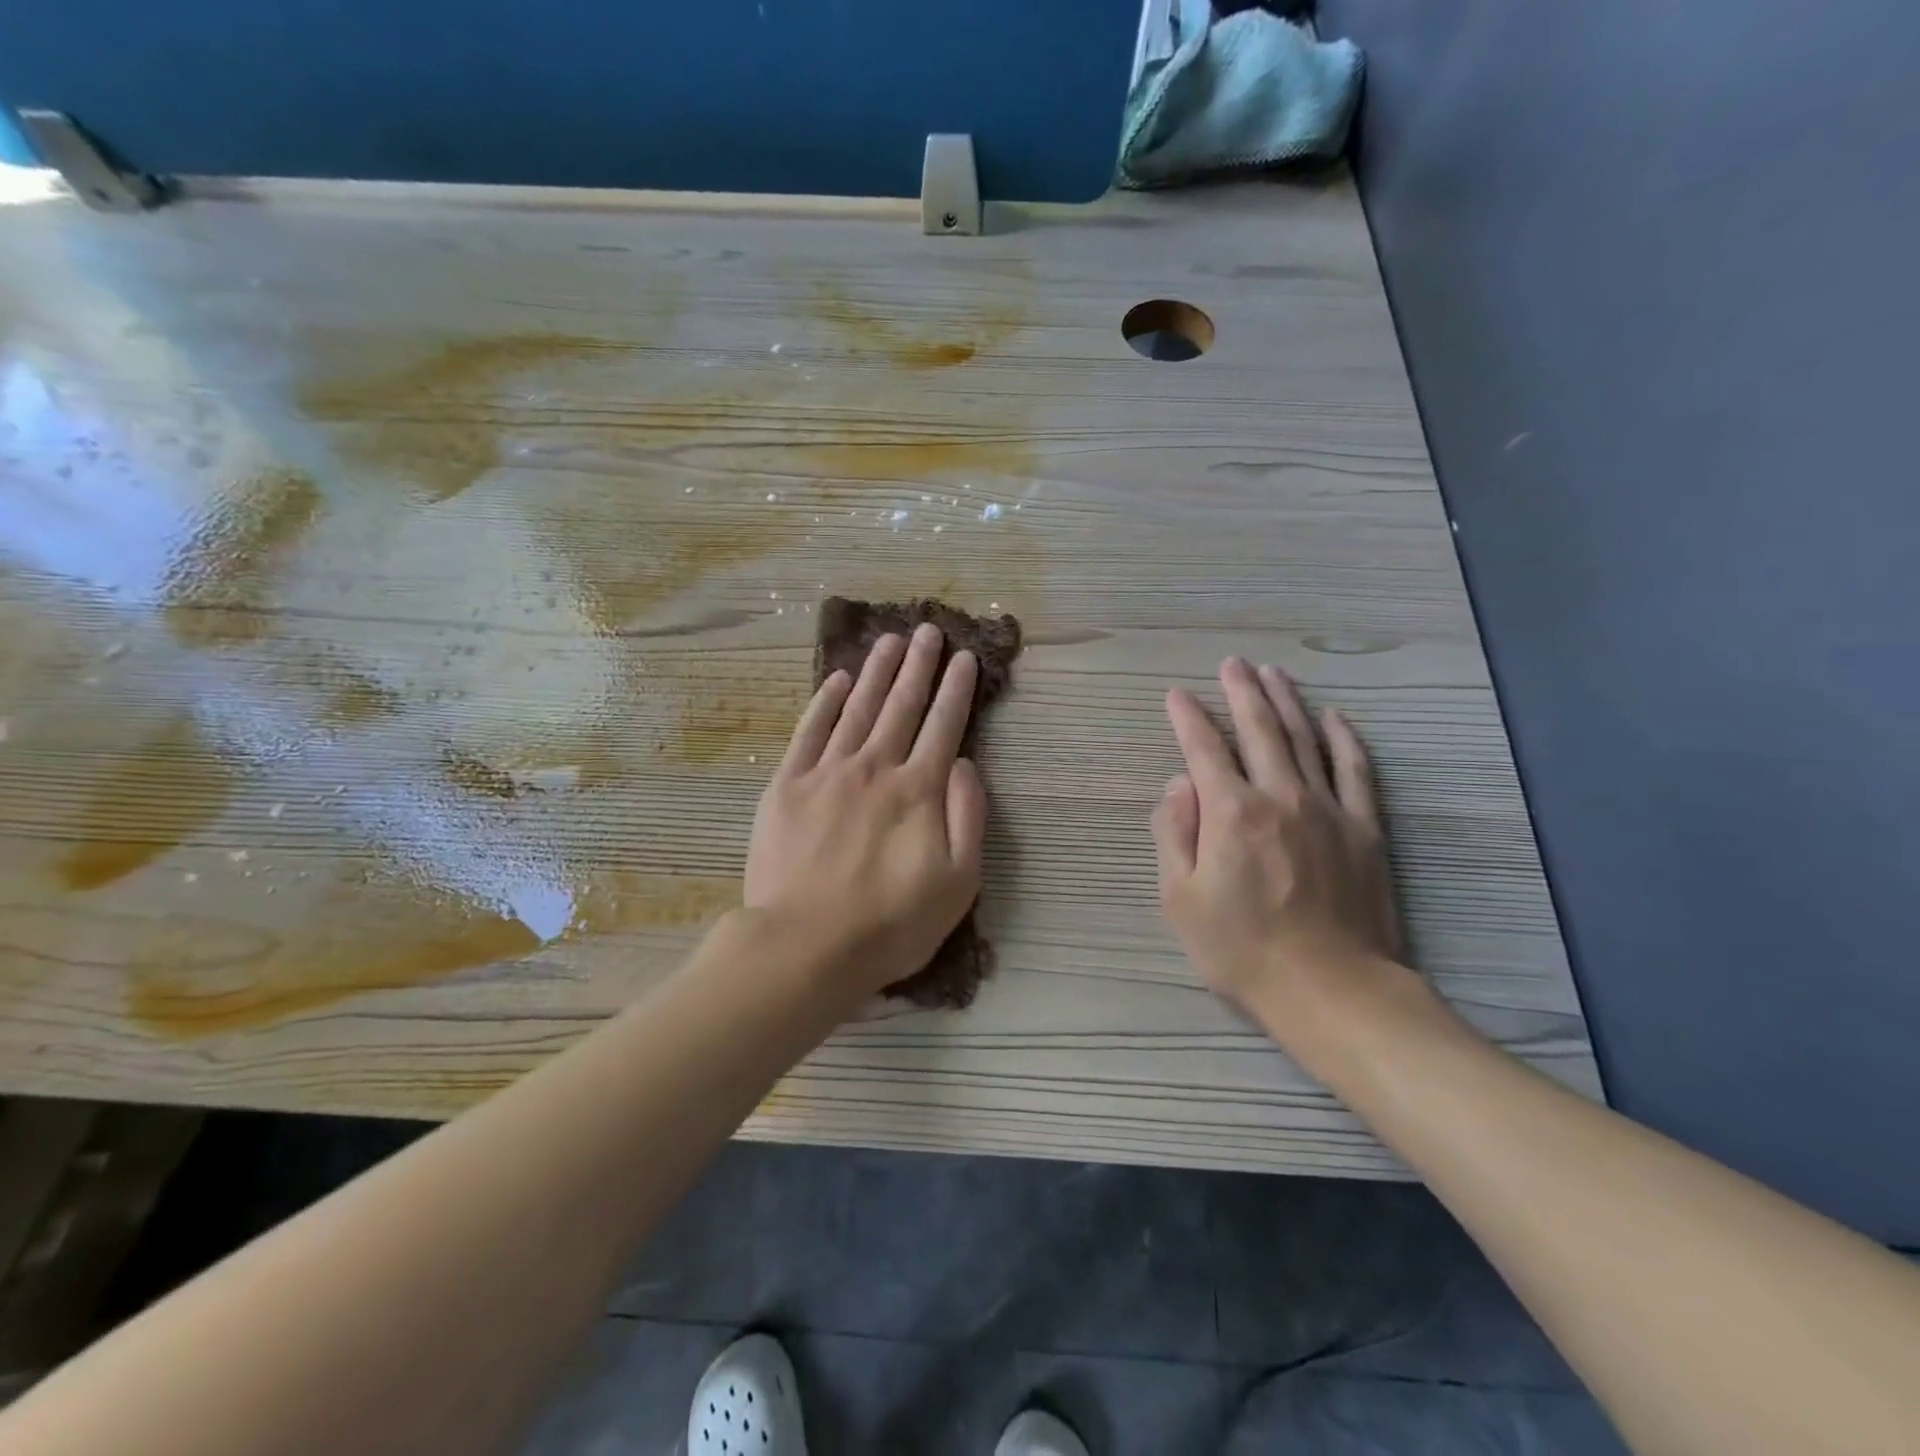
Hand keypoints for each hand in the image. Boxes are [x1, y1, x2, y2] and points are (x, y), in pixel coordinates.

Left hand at [744, 623, 986, 998]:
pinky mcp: (787, 786)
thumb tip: (964, 764)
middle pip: (902, 705)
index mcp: (919, 790)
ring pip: (858, 709)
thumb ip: (967, 816)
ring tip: (889, 640)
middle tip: (927, 630)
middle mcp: (875, 768)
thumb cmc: (891, 924)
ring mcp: (827, 773)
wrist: (805, 947)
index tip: (964, 658)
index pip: (944, 726)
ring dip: (876, 671)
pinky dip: (825, 702)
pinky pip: (809, 732)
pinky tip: (837, 680)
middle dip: (918, 665)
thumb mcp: (958, 882)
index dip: (956, 689)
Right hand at [1152, 658, 1400, 1011]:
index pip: (1203, 749)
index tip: (1175, 695)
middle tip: (1232, 663)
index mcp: (1230, 812)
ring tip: (1273, 673)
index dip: (1187, 718)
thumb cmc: (1241, 950)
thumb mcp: (1180, 899)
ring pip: (1305, 740)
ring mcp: (1328, 809)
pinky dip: (1344, 740)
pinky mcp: (1364, 829)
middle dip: (1241, 692)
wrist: (1331, 991)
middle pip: (1258, 730)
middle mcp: (1280, 796)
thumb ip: (1172, 833)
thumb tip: (1179, 783)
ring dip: (1286, 702)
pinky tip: (1334, 718)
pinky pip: (1356, 771)